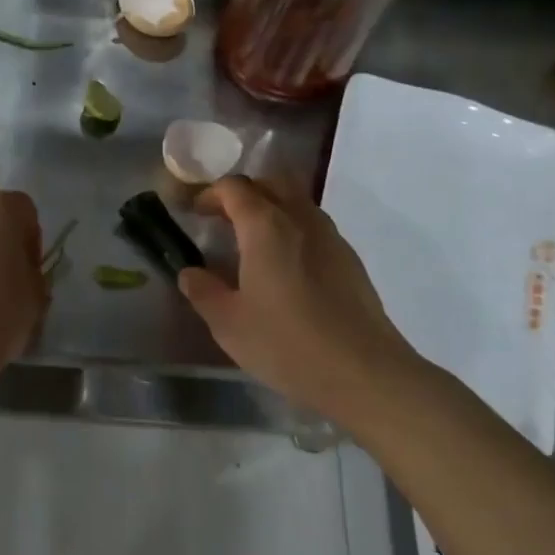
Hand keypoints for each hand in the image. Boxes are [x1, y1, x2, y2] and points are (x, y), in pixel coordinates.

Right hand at [178, 175, 428, 423]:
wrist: (364, 372)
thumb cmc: (287, 343)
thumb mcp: (228, 323)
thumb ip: (203, 291)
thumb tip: (190, 272)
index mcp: (265, 226)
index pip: (234, 188)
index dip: (210, 194)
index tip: (195, 214)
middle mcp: (300, 219)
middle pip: (271, 183)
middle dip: (244, 193)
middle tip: (224, 219)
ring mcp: (331, 237)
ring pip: (297, 202)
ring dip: (271, 209)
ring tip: (253, 243)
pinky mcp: (350, 259)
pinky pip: (314, 227)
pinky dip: (293, 230)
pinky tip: (286, 268)